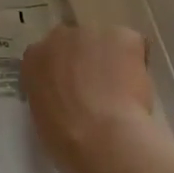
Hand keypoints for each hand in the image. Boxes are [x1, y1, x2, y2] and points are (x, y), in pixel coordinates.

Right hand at [22, 23, 157, 172]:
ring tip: (123, 90)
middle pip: (77, 42)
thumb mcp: (42, 115)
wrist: (102, 138)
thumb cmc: (67, 139)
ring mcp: (92, 33)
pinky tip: (138, 87)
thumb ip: (50, 93)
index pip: (49, 56)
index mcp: (35, 58)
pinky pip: (134, 46)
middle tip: (100, 88)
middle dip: (88, 59)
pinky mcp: (123, 36)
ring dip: (113, 59)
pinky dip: (138, 62)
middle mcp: (59, 37)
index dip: (65, 72)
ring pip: (107, 42)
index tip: (75, 89)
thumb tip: (66, 94)